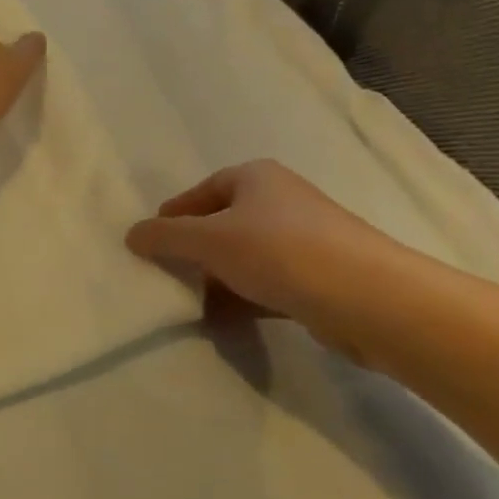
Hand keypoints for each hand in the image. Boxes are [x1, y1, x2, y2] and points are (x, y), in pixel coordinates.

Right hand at [125, 160, 430, 363]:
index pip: (202, 191)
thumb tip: (132, 235)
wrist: (366, 296)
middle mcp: (281, 200)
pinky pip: (270, 282)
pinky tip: (229, 321)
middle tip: (169, 277)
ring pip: (247, 256)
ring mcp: (305, 238)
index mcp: (255, 177)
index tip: (151, 243)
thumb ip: (166, 237)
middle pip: (224, 224)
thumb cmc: (279, 251)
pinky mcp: (321, 276)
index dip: (174, 215)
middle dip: (196, 252)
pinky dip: (247, 297)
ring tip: (194, 306)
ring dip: (220, 279)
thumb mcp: (209, 240)